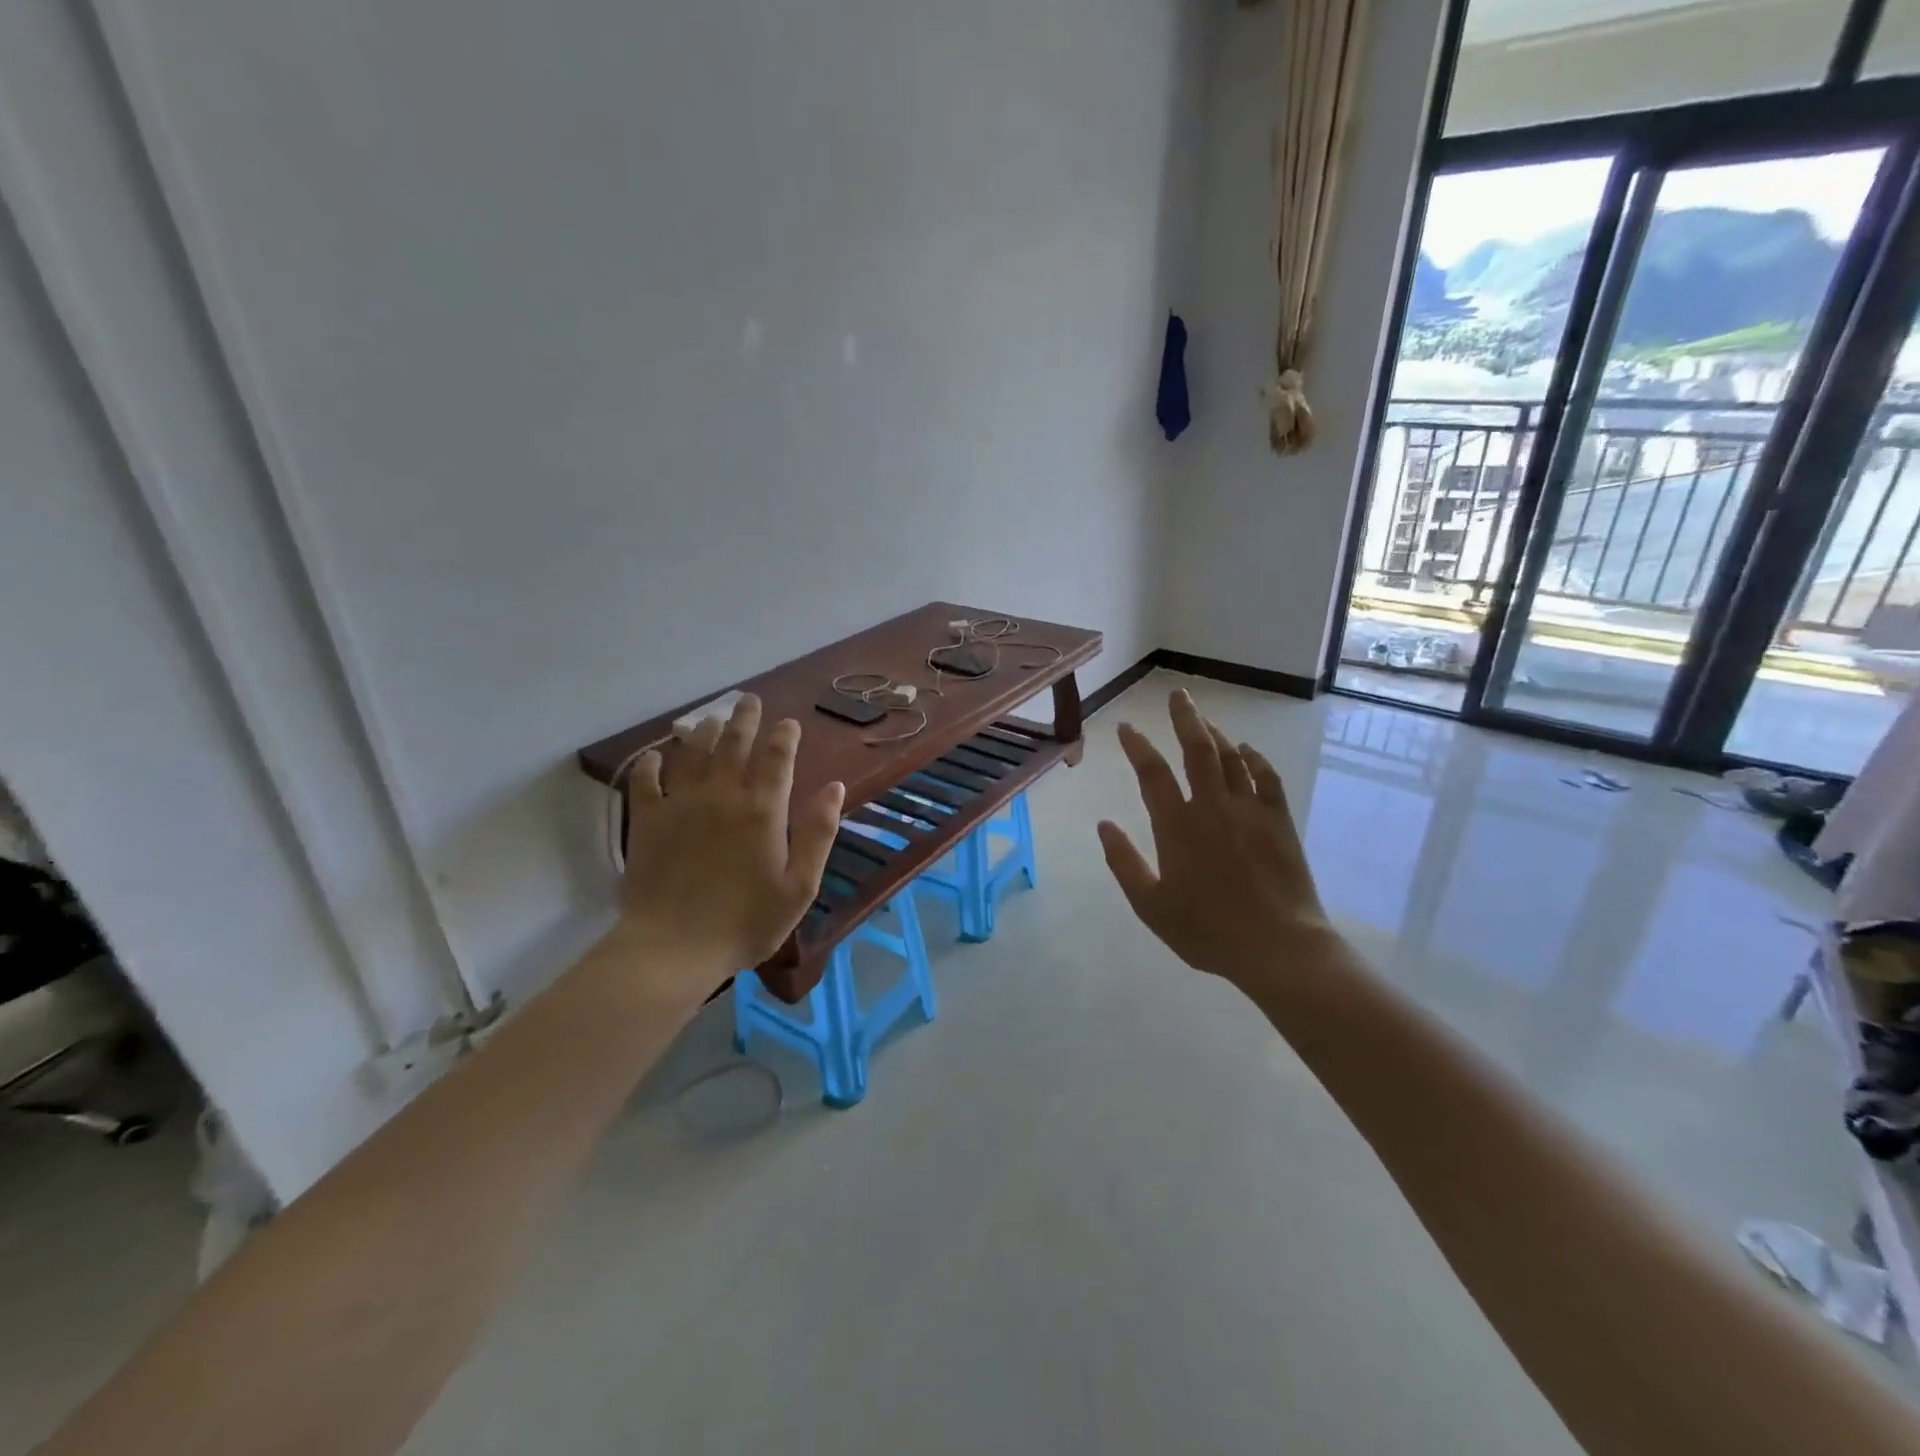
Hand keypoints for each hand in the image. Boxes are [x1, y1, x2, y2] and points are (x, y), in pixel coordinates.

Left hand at [619, 694, 843, 981]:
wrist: (674, 947)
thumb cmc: (746, 922)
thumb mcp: (800, 886)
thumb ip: (819, 833)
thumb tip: (834, 788)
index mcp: (763, 810)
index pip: (777, 758)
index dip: (784, 735)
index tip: (789, 722)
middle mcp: (722, 795)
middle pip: (734, 743)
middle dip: (744, 718)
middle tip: (749, 700)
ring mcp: (681, 804)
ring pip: (693, 752)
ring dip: (704, 731)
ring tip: (711, 718)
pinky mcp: (648, 820)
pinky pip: (646, 780)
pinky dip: (652, 763)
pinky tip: (657, 756)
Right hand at [1097, 689, 1336, 993]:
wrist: (1278, 947)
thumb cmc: (1207, 930)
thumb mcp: (1151, 905)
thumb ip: (1124, 862)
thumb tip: (1103, 824)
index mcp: (1177, 826)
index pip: (1152, 773)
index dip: (1137, 746)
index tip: (1127, 727)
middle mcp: (1212, 807)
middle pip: (1197, 750)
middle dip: (1184, 719)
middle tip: (1178, 695)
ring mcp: (1250, 810)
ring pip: (1231, 758)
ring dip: (1215, 734)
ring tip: (1204, 720)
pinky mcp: (1279, 821)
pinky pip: (1267, 777)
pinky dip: (1255, 759)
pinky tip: (1246, 750)